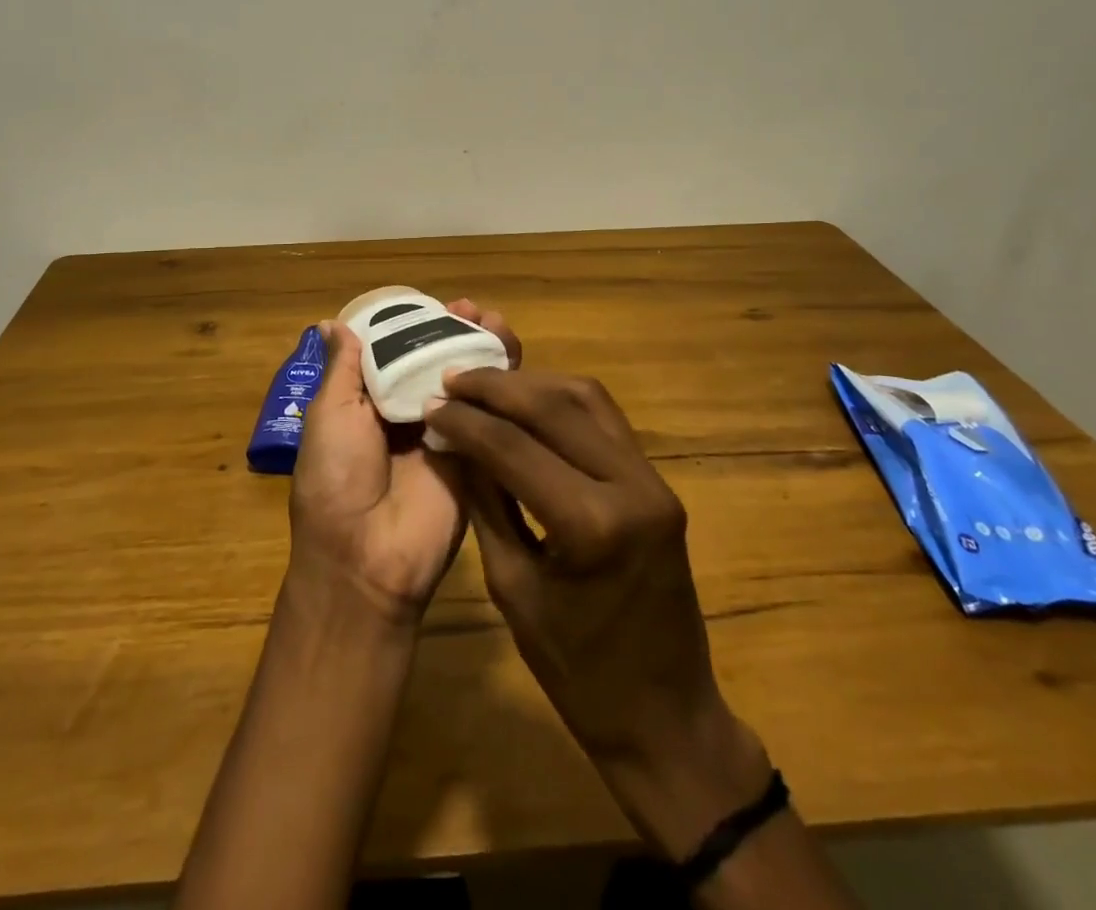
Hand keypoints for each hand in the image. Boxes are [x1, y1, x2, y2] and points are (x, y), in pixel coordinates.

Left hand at [288, 300, 519, 623]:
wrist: (366, 556)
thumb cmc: (336, 477)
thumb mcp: (329, 414)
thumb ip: (343, 369)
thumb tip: (334, 323)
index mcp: (369, 402)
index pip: (399, 352)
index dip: (418, 327)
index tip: (438, 304)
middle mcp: (409, 412)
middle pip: (437, 363)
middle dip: (455, 333)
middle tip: (473, 310)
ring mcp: (445, 434)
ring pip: (468, 383)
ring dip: (482, 350)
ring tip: (494, 322)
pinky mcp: (475, 456)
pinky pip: (490, 416)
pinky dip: (501, 385)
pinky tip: (510, 358)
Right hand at [427, 370, 770, 858]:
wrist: (666, 718)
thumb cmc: (578, 672)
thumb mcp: (513, 588)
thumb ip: (483, 503)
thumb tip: (450, 442)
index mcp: (592, 525)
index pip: (514, 447)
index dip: (465, 420)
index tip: (430, 402)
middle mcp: (631, 486)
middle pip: (554, 407)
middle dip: (496, 388)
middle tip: (451, 377)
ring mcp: (653, 480)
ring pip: (586, 399)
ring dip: (532, 385)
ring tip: (485, 383)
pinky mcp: (658, 482)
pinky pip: (606, 421)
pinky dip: (562, 403)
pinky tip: (527, 404)